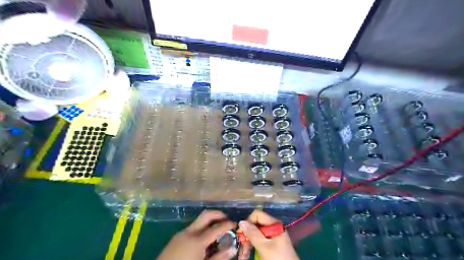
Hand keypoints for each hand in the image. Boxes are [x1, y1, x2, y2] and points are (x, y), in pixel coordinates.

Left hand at [158, 211, 236, 258]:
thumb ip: (219, 257)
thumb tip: (232, 248)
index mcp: (198, 240)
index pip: (217, 227)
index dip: (228, 224)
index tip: (235, 224)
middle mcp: (190, 232)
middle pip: (206, 214)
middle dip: (218, 214)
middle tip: (227, 219)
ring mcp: (182, 232)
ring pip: (199, 220)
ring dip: (210, 220)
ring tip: (217, 229)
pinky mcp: (177, 236)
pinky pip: (193, 227)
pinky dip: (202, 227)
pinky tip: (204, 238)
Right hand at [237, 210, 298, 259]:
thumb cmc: (278, 258)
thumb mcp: (264, 246)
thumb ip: (253, 233)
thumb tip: (241, 222)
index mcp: (274, 223)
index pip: (257, 215)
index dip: (248, 222)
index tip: (241, 234)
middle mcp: (273, 227)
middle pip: (255, 225)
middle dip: (246, 236)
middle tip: (241, 249)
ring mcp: (272, 235)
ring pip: (256, 234)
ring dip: (248, 243)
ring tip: (243, 255)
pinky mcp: (272, 244)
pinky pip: (259, 241)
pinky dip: (253, 247)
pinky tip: (248, 255)